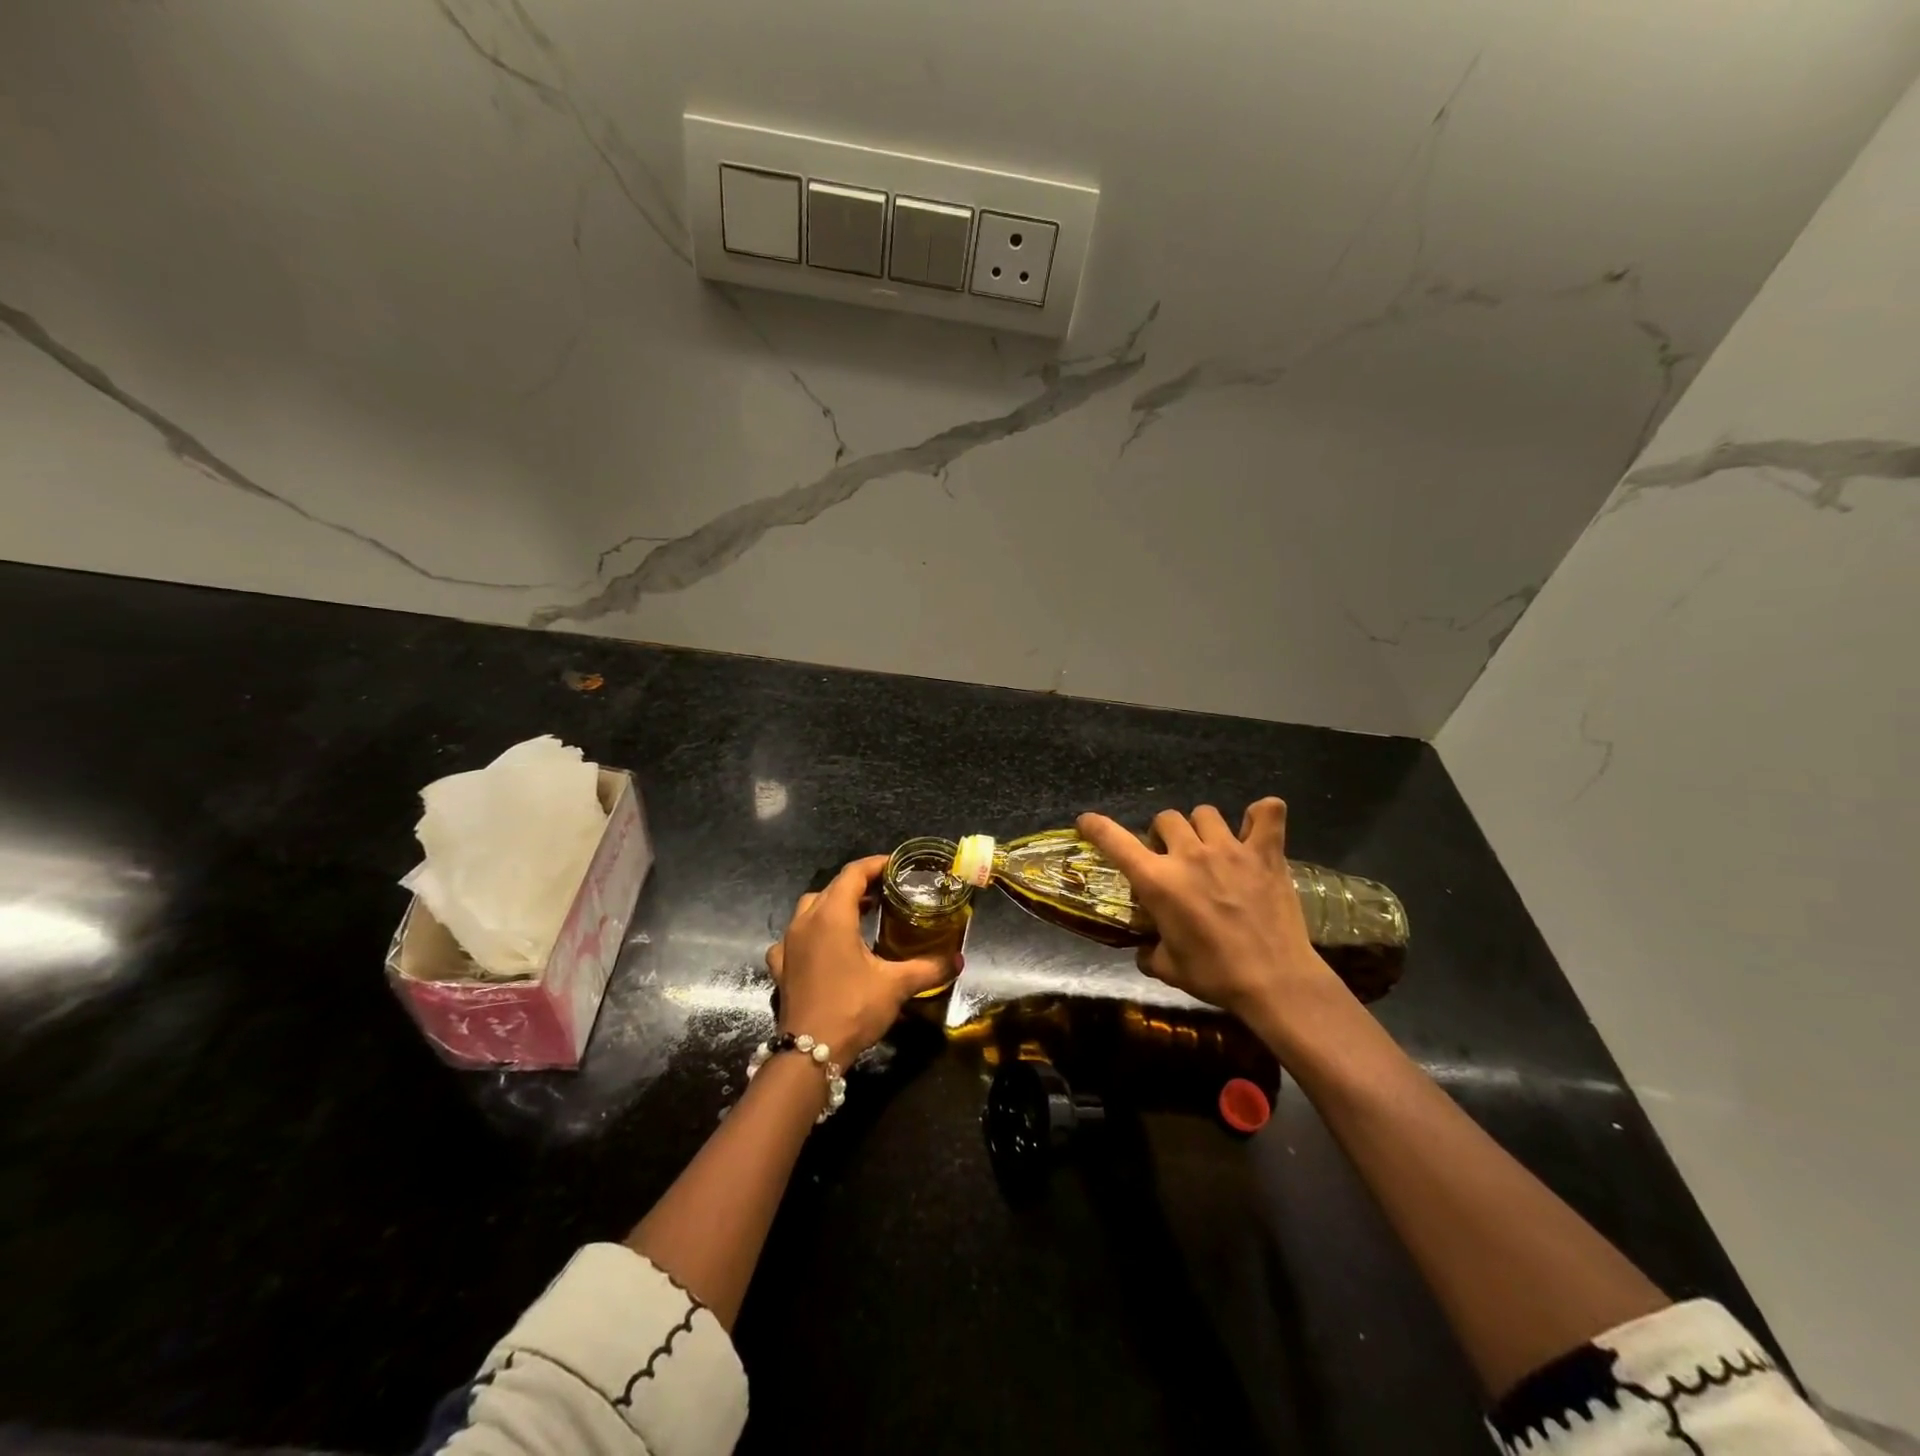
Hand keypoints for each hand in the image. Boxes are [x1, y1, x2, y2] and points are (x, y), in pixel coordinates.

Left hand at [764, 855, 956, 1062]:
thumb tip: (958, 959)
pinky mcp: (780, 966)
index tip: (896, 867)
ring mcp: (788, 943)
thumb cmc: (853, 1008)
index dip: (876, 865)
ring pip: (810, 908)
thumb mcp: (897, 985)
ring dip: (833, 905)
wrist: (809, 1053)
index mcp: (832, 915)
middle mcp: (805, 921)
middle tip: (885, 892)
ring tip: (859, 915)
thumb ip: (929, 967)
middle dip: (858, 884)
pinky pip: (794, 937)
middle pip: (832, 887)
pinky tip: (823, 948)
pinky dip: (811, 934)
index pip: (853, 873)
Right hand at [1077, 800, 1346, 1039]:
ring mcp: (1230, 850)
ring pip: (1205, 813)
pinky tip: (1256, 830)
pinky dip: (1261, 815)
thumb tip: (1145, 949)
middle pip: (1165, 818)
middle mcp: (1189, 855)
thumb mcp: (1168, 968)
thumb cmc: (1215, 976)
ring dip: (1202, 827)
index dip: (1096, 826)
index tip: (1086, 821)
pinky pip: (1267, 813)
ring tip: (1210, 847)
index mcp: (1158, 881)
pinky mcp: (1266, 853)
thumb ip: (1149, 951)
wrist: (1274, 982)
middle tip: (1172, 857)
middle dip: (1163, 834)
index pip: (1115, 841)